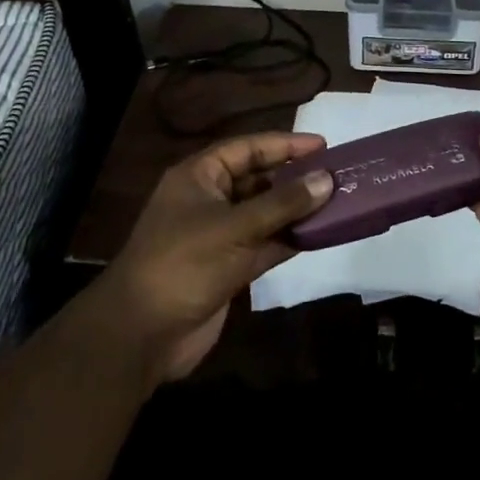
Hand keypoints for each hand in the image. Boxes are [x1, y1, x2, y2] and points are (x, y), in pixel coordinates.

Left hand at [95, 132, 333, 382]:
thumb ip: (282, 204)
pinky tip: (321, 235)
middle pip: (258, 179)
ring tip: (337, 202)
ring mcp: (220, 235)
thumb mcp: (234, 227)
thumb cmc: (183, 263)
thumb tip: (326, 180)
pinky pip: (266, 244)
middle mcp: (210, 200)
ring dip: (296, 210)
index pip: (247, 148)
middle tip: (336, 174)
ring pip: (265, 214)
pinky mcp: (229, 268)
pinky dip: (290, 240)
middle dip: (294, 177)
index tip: (323, 145)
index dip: (284, 144)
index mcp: (199, 176)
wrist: (142, 335)